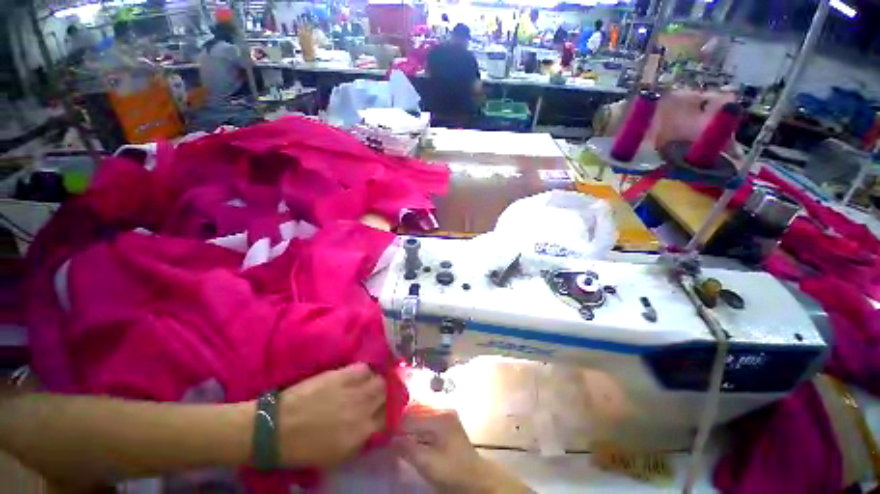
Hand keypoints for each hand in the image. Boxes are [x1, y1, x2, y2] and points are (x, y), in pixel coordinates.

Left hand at [277, 363, 385, 467]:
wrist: (278, 428)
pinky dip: (366, 371)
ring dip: (379, 380)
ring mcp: (354, 389)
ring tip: (372, 383)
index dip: (392, 411)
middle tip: (383, 392)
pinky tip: (360, 375)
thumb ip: (362, 439)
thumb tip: (375, 425)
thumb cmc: (305, 448)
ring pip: (380, 379)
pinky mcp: (343, 375)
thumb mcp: (337, 455)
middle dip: (388, 393)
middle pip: (388, 394)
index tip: (390, 407)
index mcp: (362, 433)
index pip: (390, 416)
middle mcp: (363, 409)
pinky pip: (364, 368)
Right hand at [395, 405, 531, 492]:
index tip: (383, 429)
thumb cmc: (452, 472)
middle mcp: (443, 408)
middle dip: (401, 418)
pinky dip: (415, 424)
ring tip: (394, 430)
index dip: (396, 423)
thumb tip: (390, 438)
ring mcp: (445, 413)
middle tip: (386, 427)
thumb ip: (408, 449)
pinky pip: (425, 417)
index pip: (412, 415)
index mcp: (440, 416)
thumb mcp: (428, 464)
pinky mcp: (445, 420)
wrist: (475, 478)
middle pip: (416, 409)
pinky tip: (408, 433)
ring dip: (407, 420)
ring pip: (420, 412)